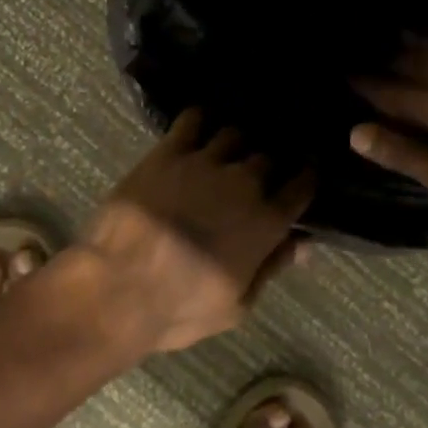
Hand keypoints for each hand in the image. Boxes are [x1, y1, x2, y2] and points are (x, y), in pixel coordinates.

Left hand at [77, 110, 314, 353]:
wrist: (120, 286)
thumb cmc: (181, 308)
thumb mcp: (237, 305)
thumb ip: (272, 267)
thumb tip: (304, 244)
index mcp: (266, 221)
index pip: (303, 185)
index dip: (307, 176)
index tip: (306, 173)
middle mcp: (244, 182)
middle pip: (269, 156)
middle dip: (268, 163)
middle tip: (257, 172)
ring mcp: (206, 161)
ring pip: (234, 134)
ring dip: (235, 143)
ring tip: (227, 150)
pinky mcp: (170, 151)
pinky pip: (193, 120)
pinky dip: (200, 120)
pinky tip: (197, 126)